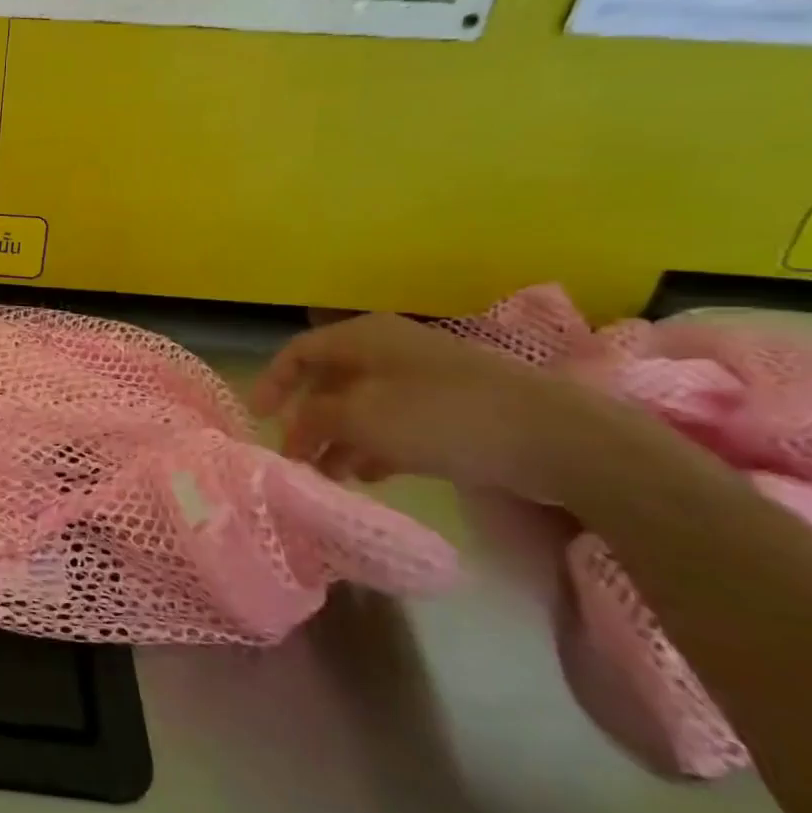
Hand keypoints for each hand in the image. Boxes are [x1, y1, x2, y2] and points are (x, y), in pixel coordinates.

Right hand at [252, 313, 600, 497]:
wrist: (554, 437)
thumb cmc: (440, 416)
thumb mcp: (359, 417)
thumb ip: (313, 420)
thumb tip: (296, 429)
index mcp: (362, 338)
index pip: (298, 352)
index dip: (272, 382)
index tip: (257, 418)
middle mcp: (388, 350)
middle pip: (329, 381)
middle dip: (307, 420)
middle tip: (294, 456)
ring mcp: (423, 379)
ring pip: (361, 406)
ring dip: (338, 438)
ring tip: (328, 475)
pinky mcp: (452, 409)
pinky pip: (395, 423)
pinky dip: (373, 445)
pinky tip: (367, 474)